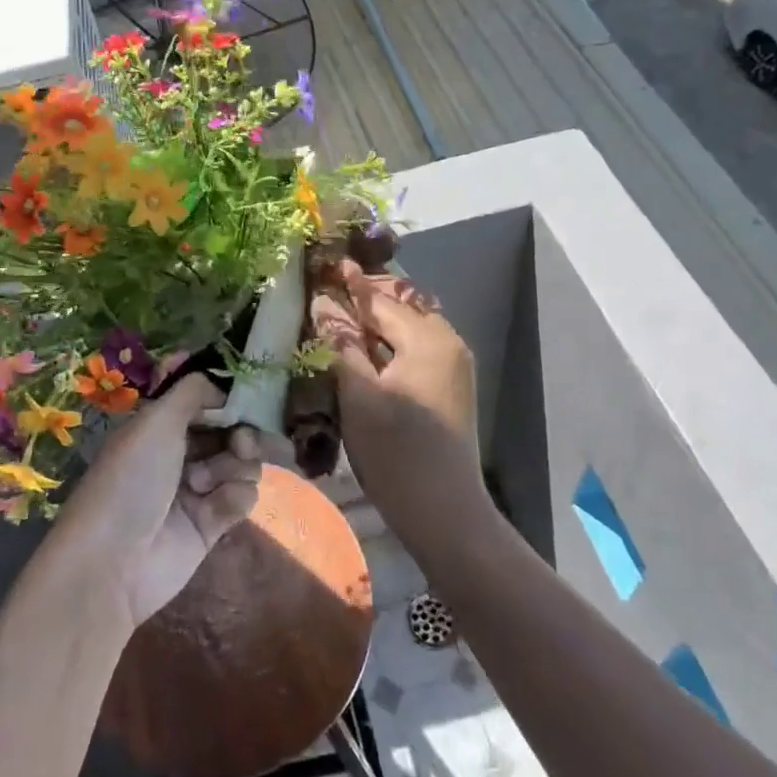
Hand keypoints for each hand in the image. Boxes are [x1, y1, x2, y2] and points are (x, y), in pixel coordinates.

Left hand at [51, 373, 280, 629]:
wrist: (114, 562)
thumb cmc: (131, 479)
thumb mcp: (156, 421)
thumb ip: (193, 391)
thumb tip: (222, 385)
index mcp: (160, 426)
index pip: (205, 402)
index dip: (227, 400)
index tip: (245, 400)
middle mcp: (179, 453)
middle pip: (230, 432)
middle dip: (240, 434)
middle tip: (240, 443)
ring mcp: (197, 489)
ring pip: (241, 463)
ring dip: (233, 468)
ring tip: (205, 484)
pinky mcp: (212, 524)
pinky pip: (242, 496)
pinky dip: (234, 497)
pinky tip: (215, 508)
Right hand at [310, 258, 484, 538]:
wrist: (445, 512)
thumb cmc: (396, 453)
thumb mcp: (359, 395)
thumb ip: (341, 343)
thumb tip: (322, 302)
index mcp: (428, 339)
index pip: (381, 299)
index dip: (349, 283)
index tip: (322, 264)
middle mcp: (449, 342)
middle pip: (400, 307)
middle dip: (365, 297)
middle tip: (327, 290)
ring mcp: (454, 365)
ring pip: (409, 327)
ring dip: (377, 321)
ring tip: (339, 317)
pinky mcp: (450, 386)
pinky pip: (417, 349)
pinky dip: (390, 342)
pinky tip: (365, 351)